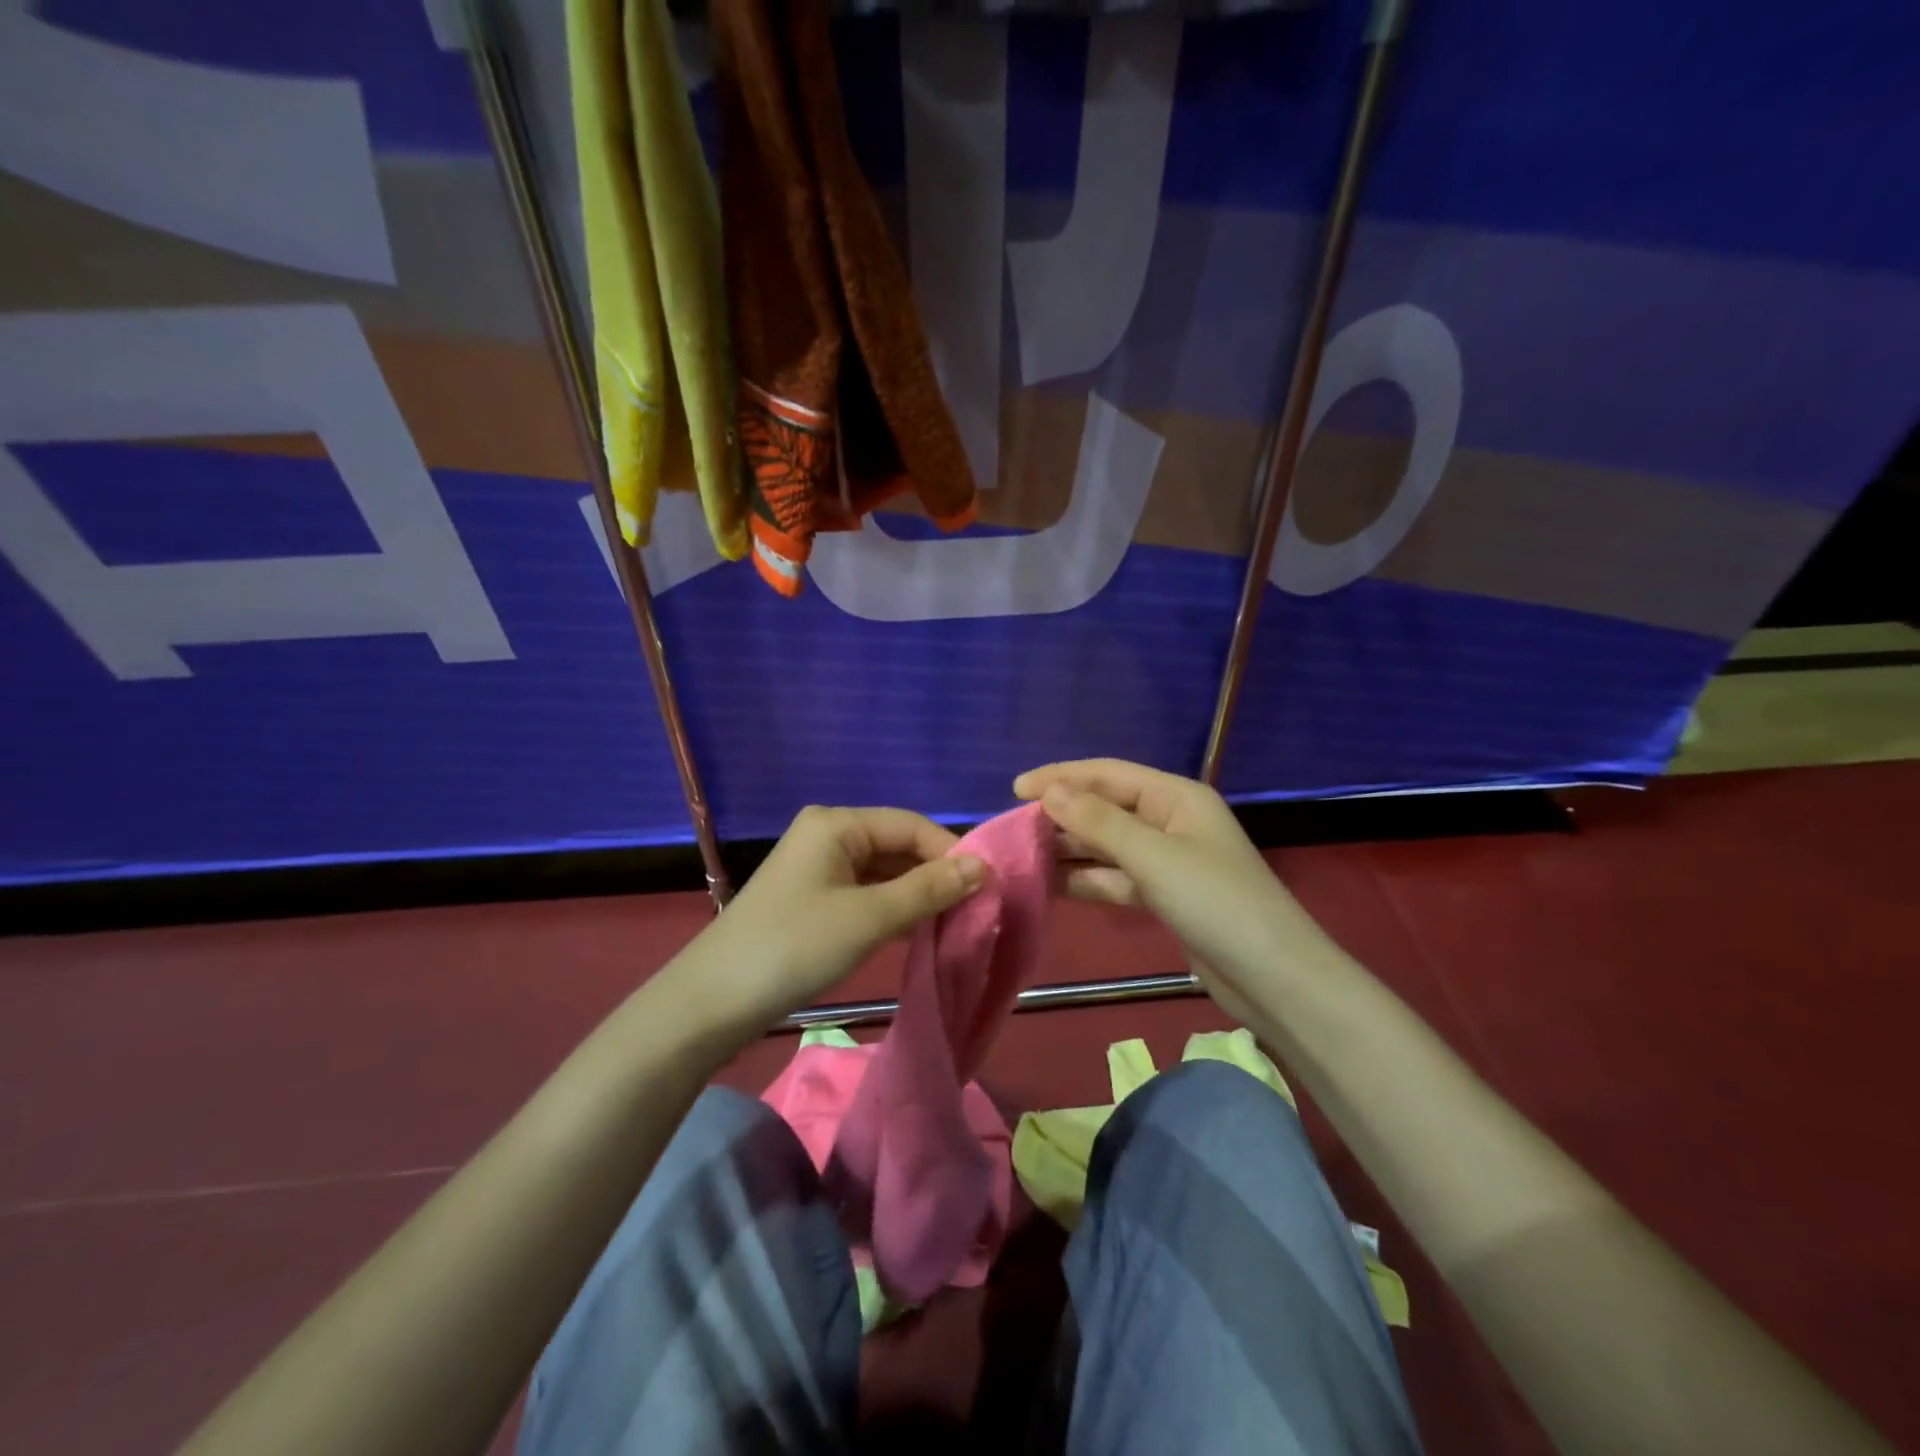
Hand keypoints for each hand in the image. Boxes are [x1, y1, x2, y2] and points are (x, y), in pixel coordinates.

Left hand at [689, 806, 984, 1029]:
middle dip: (936, 876)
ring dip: (917, 896)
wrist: (712, 1001)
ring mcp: (817, 868)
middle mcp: (827, 835)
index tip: (988, 887)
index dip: (952, 852)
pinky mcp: (812, 899)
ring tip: (954, 924)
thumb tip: (982, 867)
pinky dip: (892, 911)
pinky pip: (865, 894)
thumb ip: (928, 889)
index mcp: (837, 823)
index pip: (911, 825)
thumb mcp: (870, 918)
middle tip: (975, 911)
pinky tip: (917, 934)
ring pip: (883, 873)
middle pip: (897, 846)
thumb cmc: (795, 947)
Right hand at [1014, 759, 1311, 1024]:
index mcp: (1176, 797)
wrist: (1273, 978)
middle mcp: (1171, 821)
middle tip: (1012, 828)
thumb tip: (1049, 791)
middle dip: (1061, 814)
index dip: (1061, 777)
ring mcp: (1168, 861)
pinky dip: (1086, 879)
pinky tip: (1050, 885)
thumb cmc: (1215, 903)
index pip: (1108, 774)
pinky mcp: (1164, 896)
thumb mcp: (1152, 856)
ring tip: (1022, 855)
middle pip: (1106, 808)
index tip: (1015, 789)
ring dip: (1069, 849)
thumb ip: (1098, 822)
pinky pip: (1115, 878)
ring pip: (1107, 846)